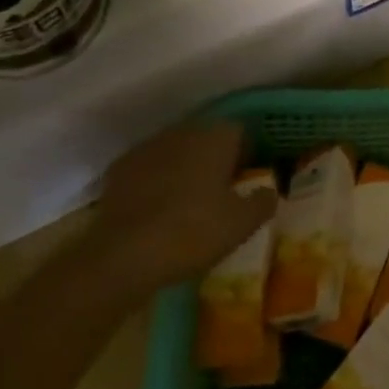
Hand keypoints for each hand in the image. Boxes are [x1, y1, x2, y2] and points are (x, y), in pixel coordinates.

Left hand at [88, 120, 275, 290]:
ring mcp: (147, 147)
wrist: (124, 256)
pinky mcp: (119, 169)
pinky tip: (156, 209)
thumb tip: (269, 190)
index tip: (247, 178)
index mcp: (216, 137)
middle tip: (220, 191)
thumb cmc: (194, 232)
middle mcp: (182, 132)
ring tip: (187, 201)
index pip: (240, 131)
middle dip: (214, 158)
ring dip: (183, 167)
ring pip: (175, 151)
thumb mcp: (243, 224)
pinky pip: (148, 168)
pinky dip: (155, 181)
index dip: (246, 153)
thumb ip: (263, 201)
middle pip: (205, 137)